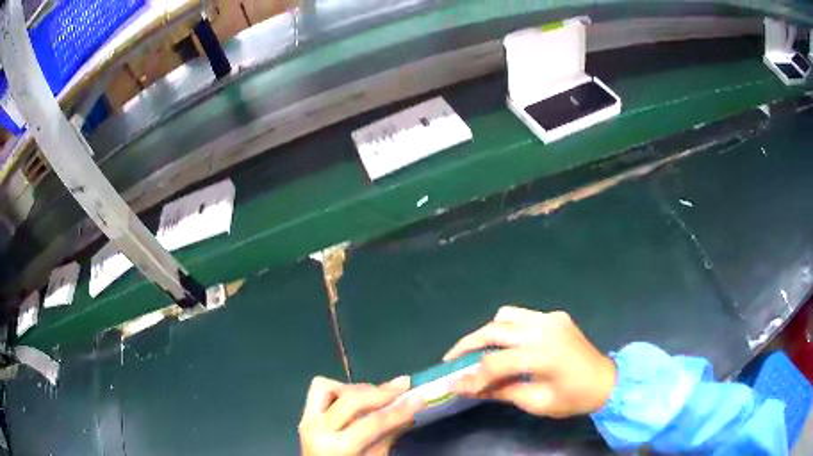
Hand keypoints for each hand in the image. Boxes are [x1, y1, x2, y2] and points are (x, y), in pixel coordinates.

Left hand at [299, 376, 423, 455]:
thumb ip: (388, 435)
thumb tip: (410, 410)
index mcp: (335, 448)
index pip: (372, 423)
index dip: (398, 409)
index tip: (420, 396)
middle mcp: (316, 429)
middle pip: (349, 399)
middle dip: (379, 391)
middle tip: (403, 385)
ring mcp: (306, 419)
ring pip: (327, 387)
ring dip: (354, 388)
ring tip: (377, 396)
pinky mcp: (305, 414)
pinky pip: (320, 391)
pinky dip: (340, 390)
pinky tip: (357, 399)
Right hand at [444, 306, 615, 417]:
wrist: (606, 381)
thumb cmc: (573, 399)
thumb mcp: (536, 402)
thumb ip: (500, 391)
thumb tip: (466, 387)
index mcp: (543, 355)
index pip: (495, 363)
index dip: (471, 376)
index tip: (452, 386)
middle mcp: (545, 329)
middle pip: (494, 330)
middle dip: (467, 344)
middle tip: (452, 360)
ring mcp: (551, 318)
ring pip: (505, 315)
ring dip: (486, 333)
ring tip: (477, 352)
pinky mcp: (555, 315)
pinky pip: (522, 315)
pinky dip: (507, 327)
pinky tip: (507, 345)